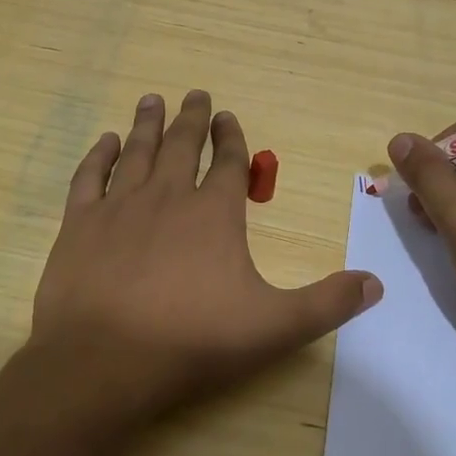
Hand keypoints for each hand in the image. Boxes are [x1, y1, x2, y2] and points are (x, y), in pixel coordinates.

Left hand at [29, 90, 381, 420]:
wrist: (103, 361)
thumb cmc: (192, 341)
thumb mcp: (274, 327)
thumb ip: (326, 303)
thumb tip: (375, 283)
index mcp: (214, 213)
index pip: (229, 162)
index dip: (232, 136)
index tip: (228, 115)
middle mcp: (167, 196)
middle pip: (183, 145)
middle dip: (192, 118)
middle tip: (195, 94)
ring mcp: (119, 206)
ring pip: (138, 151)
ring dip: (148, 124)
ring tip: (154, 99)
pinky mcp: (79, 224)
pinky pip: (90, 177)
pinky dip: (99, 155)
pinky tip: (106, 141)